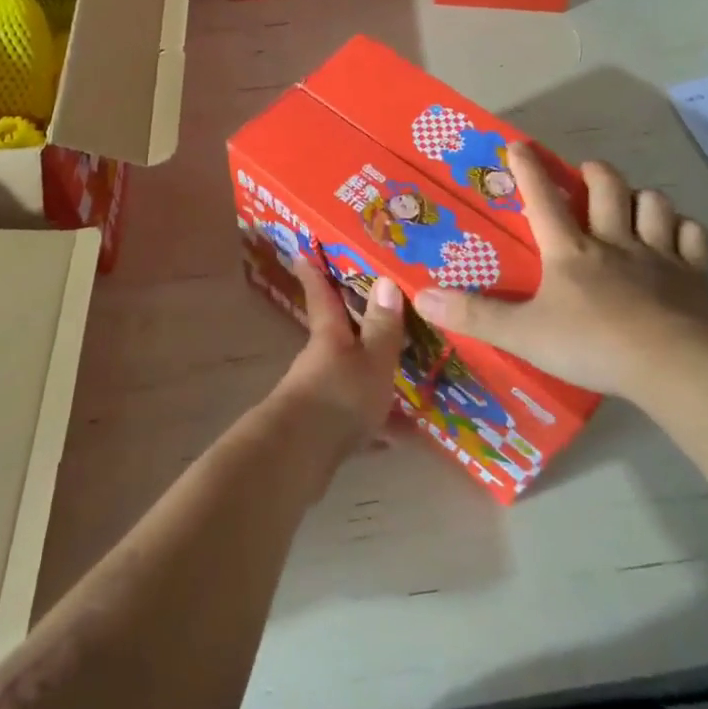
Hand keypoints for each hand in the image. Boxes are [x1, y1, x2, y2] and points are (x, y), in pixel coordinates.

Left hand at [272, 256, 406, 460]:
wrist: (301, 456)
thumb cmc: (339, 396)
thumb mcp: (372, 359)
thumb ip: (382, 326)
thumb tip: (385, 279)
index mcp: (329, 336)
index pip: (321, 295)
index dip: (314, 272)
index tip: (302, 252)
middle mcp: (320, 361)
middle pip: (336, 336)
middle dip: (354, 327)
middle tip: (380, 316)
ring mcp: (319, 395)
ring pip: (348, 378)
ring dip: (372, 380)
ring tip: (407, 383)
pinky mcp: (323, 430)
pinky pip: (355, 418)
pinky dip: (377, 425)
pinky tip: (402, 437)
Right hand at [415, 142, 707, 398]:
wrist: (672, 363)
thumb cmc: (592, 344)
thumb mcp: (522, 334)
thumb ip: (473, 316)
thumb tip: (420, 297)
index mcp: (570, 251)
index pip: (543, 199)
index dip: (527, 169)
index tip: (518, 145)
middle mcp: (614, 242)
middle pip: (607, 189)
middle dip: (595, 173)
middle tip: (587, 172)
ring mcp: (659, 256)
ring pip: (654, 204)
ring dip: (642, 197)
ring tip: (633, 202)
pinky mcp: (695, 277)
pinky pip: (694, 237)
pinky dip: (684, 230)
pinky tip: (677, 236)